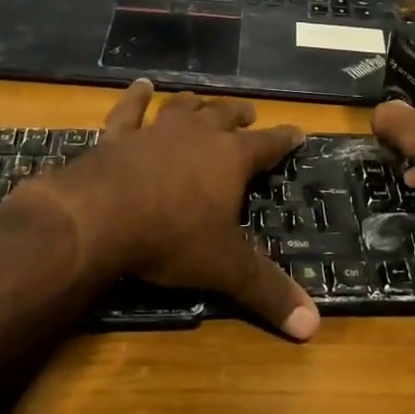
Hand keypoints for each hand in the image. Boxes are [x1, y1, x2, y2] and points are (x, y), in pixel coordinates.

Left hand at [33, 80, 319, 340]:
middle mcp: (198, 135)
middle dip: (240, 115)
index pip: (269, 144)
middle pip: (225, 117)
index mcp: (231, 159)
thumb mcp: (225, 268)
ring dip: (197, 103)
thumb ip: (268, 292)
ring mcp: (157, 131)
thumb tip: (313, 327)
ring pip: (184, 108)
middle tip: (250, 112)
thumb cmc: (172, 237)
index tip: (298, 131)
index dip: (285, 139)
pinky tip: (141, 86)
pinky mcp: (118, 136)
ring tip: (205, 98)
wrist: (101, 216)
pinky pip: (130, 110)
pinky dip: (136, 97)